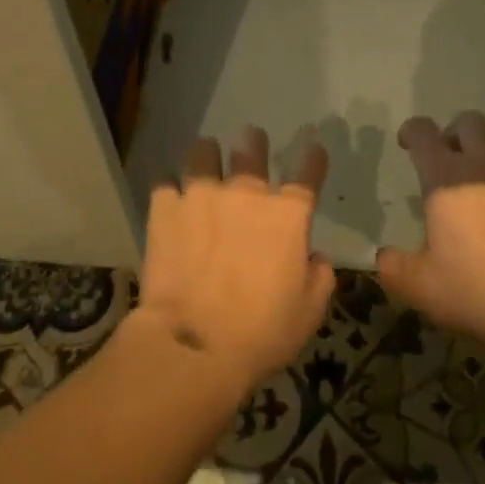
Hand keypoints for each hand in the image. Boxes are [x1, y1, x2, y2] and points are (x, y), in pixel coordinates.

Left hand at [136, 125, 335, 399]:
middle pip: (252, 149)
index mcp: (288, 215)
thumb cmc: (262, 331)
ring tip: (205, 156)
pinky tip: (169, 195)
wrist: (196, 344)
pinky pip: (165, 183)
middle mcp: (247, 193)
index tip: (313, 147)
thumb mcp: (309, 312)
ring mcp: (202, 195)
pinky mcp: (165, 208)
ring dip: (207, 154)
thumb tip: (315, 258)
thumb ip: (319, 277)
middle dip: (253, 141)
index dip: (313, 158)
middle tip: (251, 139)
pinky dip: (170, 188)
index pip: (307, 173)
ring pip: (203, 152)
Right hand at [377, 113, 484, 357]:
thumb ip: (394, 267)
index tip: (408, 144)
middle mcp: (484, 163)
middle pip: (468, 122)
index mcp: (445, 178)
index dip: (412, 131)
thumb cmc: (478, 291)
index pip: (422, 132)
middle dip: (455, 133)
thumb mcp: (421, 288)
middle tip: (451, 159)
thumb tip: (384, 256)